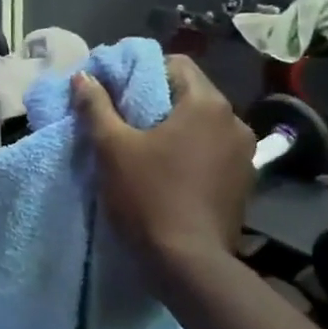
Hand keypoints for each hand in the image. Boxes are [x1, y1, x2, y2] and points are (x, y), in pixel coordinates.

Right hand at [71, 55, 257, 271]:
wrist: (188, 264)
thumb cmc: (148, 197)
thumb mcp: (112, 149)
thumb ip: (96, 108)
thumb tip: (82, 78)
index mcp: (207, 104)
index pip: (176, 64)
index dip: (143, 71)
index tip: (118, 92)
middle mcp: (235, 121)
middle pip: (191, 94)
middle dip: (158, 102)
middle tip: (125, 121)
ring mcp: (244, 155)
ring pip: (203, 126)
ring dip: (176, 130)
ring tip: (146, 150)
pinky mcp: (244, 184)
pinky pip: (213, 153)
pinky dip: (192, 154)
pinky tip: (170, 175)